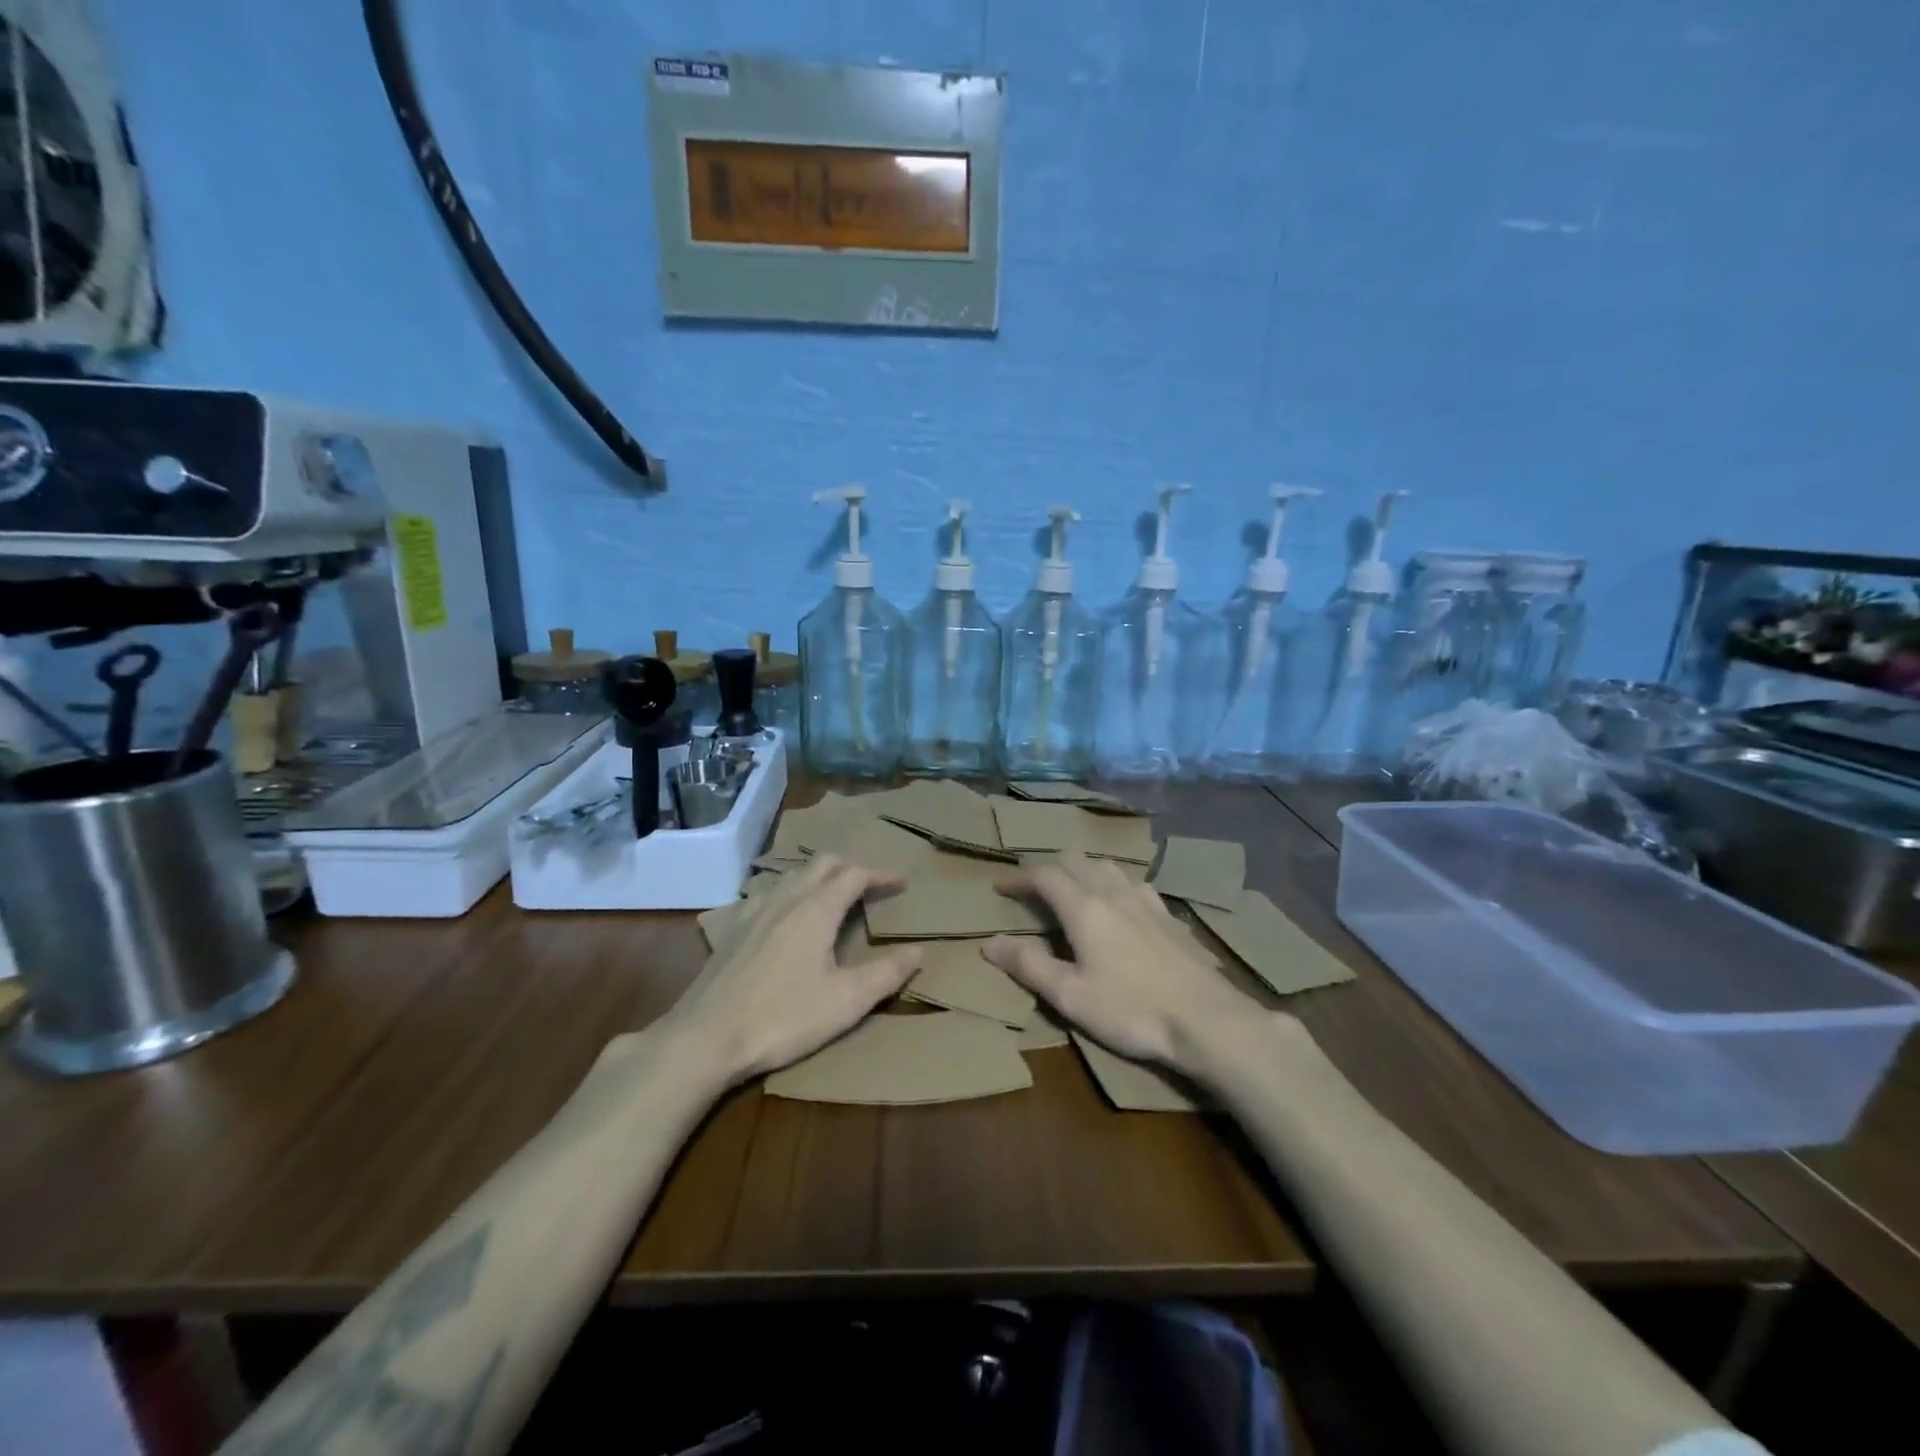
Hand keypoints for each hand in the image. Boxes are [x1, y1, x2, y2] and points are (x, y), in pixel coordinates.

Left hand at [664, 856, 922, 1084]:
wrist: (706, 1037)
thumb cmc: (783, 1018)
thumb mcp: (846, 1002)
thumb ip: (885, 975)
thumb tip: (917, 951)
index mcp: (816, 909)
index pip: (855, 875)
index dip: (881, 874)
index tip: (901, 882)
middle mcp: (786, 898)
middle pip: (823, 863)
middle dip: (851, 867)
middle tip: (870, 885)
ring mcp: (754, 910)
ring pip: (793, 875)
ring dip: (820, 876)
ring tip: (833, 896)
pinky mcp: (733, 929)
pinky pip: (769, 893)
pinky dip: (791, 892)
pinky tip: (787, 917)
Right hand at [984, 853, 1271, 1077]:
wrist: (1207, 1019)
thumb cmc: (1131, 1009)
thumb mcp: (1070, 996)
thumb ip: (1029, 965)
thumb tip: (990, 943)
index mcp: (1084, 907)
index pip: (1043, 874)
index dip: (1018, 877)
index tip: (1000, 887)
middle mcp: (1113, 892)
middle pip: (1075, 860)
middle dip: (1049, 867)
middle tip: (1033, 887)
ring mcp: (1146, 900)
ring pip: (1108, 866)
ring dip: (1083, 870)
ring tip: (1074, 890)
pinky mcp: (1170, 916)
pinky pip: (1135, 883)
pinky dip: (1114, 884)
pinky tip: (1122, 905)